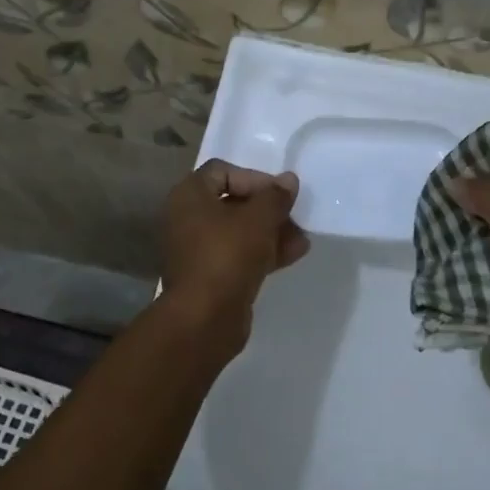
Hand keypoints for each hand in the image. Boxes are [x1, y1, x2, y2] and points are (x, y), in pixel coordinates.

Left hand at [159, 160, 310, 339]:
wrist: (205, 318)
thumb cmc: (228, 255)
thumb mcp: (259, 219)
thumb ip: (276, 196)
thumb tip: (288, 180)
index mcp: (189, 196)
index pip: (222, 171)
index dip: (254, 177)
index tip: (279, 193)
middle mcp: (188, 219)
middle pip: (233, 202)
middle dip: (268, 208)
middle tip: (294, 215)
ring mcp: (198, 250)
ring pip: (239, 231)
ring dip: (271, 231)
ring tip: (301, 238)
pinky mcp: (210, 276)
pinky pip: (239, 255)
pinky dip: (263, 252)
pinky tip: (293, 254)